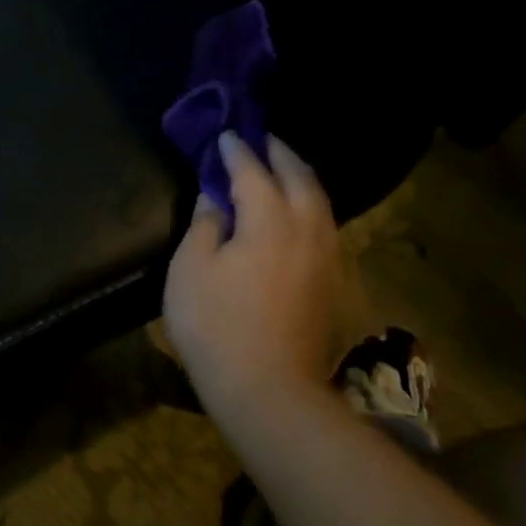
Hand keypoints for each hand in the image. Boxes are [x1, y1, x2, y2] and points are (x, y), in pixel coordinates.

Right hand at [163, 133, 344, 420]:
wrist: (268, 389)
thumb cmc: (216, 326)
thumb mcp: (191, 270)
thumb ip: (204, 225)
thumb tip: (214, 197)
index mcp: (269, 222)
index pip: (253, 173)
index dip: (237, 152)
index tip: (226, 135)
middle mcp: (307, 230)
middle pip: (300, 179)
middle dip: (281, 154)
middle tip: (263, 139)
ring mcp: (327, 257)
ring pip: (321, 203)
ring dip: (301, 178)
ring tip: (284, 168)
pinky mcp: (334, 282)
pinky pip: (326, 226)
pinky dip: (311, 206)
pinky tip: (299, 213)